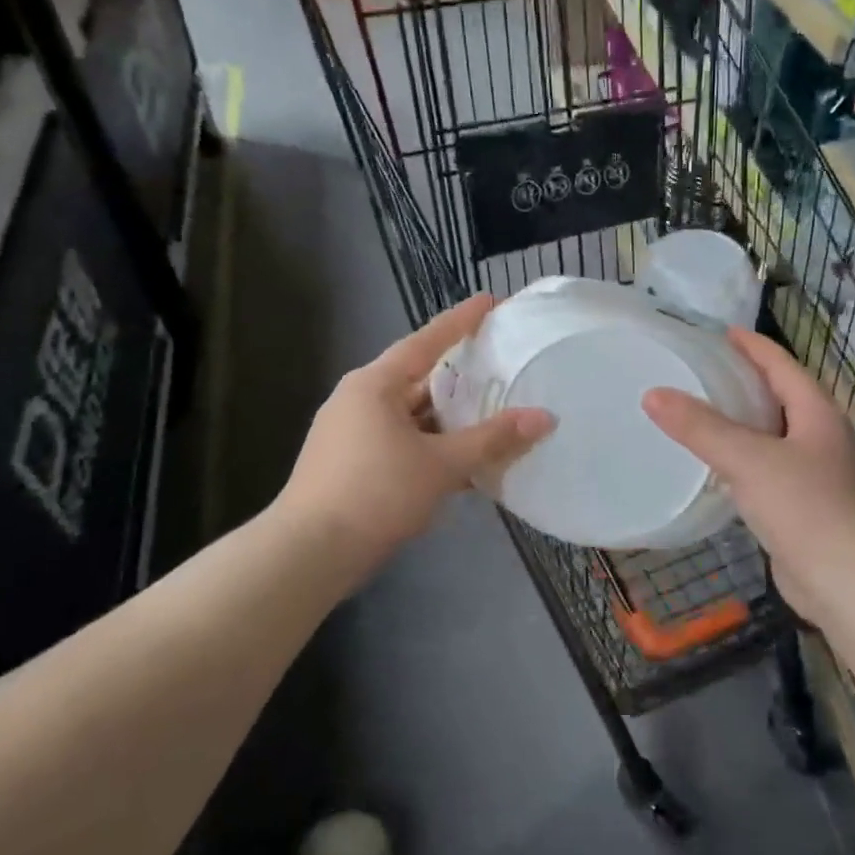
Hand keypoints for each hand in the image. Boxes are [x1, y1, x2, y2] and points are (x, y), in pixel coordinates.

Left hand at [281, 295, 553, 567]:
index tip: (489, 301)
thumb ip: (493, 439)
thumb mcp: (441, 464)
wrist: (309, 553)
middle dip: (459, 375)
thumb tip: (545, 418)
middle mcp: (359, 399)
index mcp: (375, 384)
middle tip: (499, 363)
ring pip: (411, 415)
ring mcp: (351, 432)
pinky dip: (431, 446)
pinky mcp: (350, 463)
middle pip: (419, 378)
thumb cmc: (376, 493)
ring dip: (448, 419)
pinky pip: (401, 441)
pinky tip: (461, 461)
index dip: (461, 321)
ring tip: (489, 414)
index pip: (426, 341)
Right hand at [642, 328, 854, 623]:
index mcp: (817, 413)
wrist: (844, 580)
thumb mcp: (746, 459)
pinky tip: (721, 465)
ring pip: (776, 433)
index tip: (723, 332)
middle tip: (706, 370)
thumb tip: (653, 394)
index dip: (753, 346)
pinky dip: (745, 456)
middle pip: (782, 395)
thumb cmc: (802, 507)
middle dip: (748, 380)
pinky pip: (770, 465)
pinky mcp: (806, 504)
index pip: (782, 365)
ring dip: (746, 420)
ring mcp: (818, 472)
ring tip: (707, 412)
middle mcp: (822, 436)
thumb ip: (700, 426)